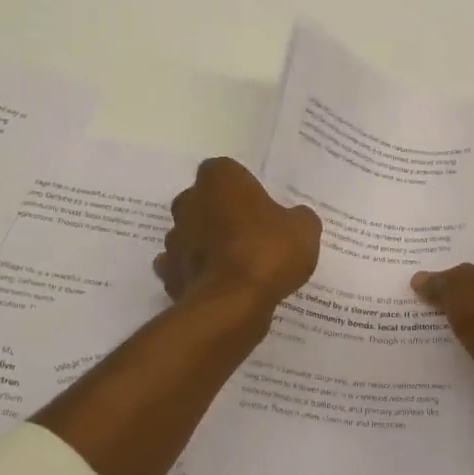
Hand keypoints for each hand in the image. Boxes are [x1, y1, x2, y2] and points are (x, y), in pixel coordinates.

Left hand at [155, 158, 320, 312]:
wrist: (232, 303)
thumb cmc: (267, 251)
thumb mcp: (304, 229)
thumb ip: (298, 217)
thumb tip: (295, 218)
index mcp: (219, 180)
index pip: (225, 171)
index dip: (242, 187)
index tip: (259, 205)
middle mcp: (188, 202)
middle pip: (202, 201)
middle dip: (220, 214)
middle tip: (250, 233)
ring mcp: (174, 239)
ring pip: (191, 235)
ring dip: (207, 244)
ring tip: (236, 264)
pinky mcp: (169, 274)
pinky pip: (185, 268)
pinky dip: (198, 274)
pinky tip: (220, 286)